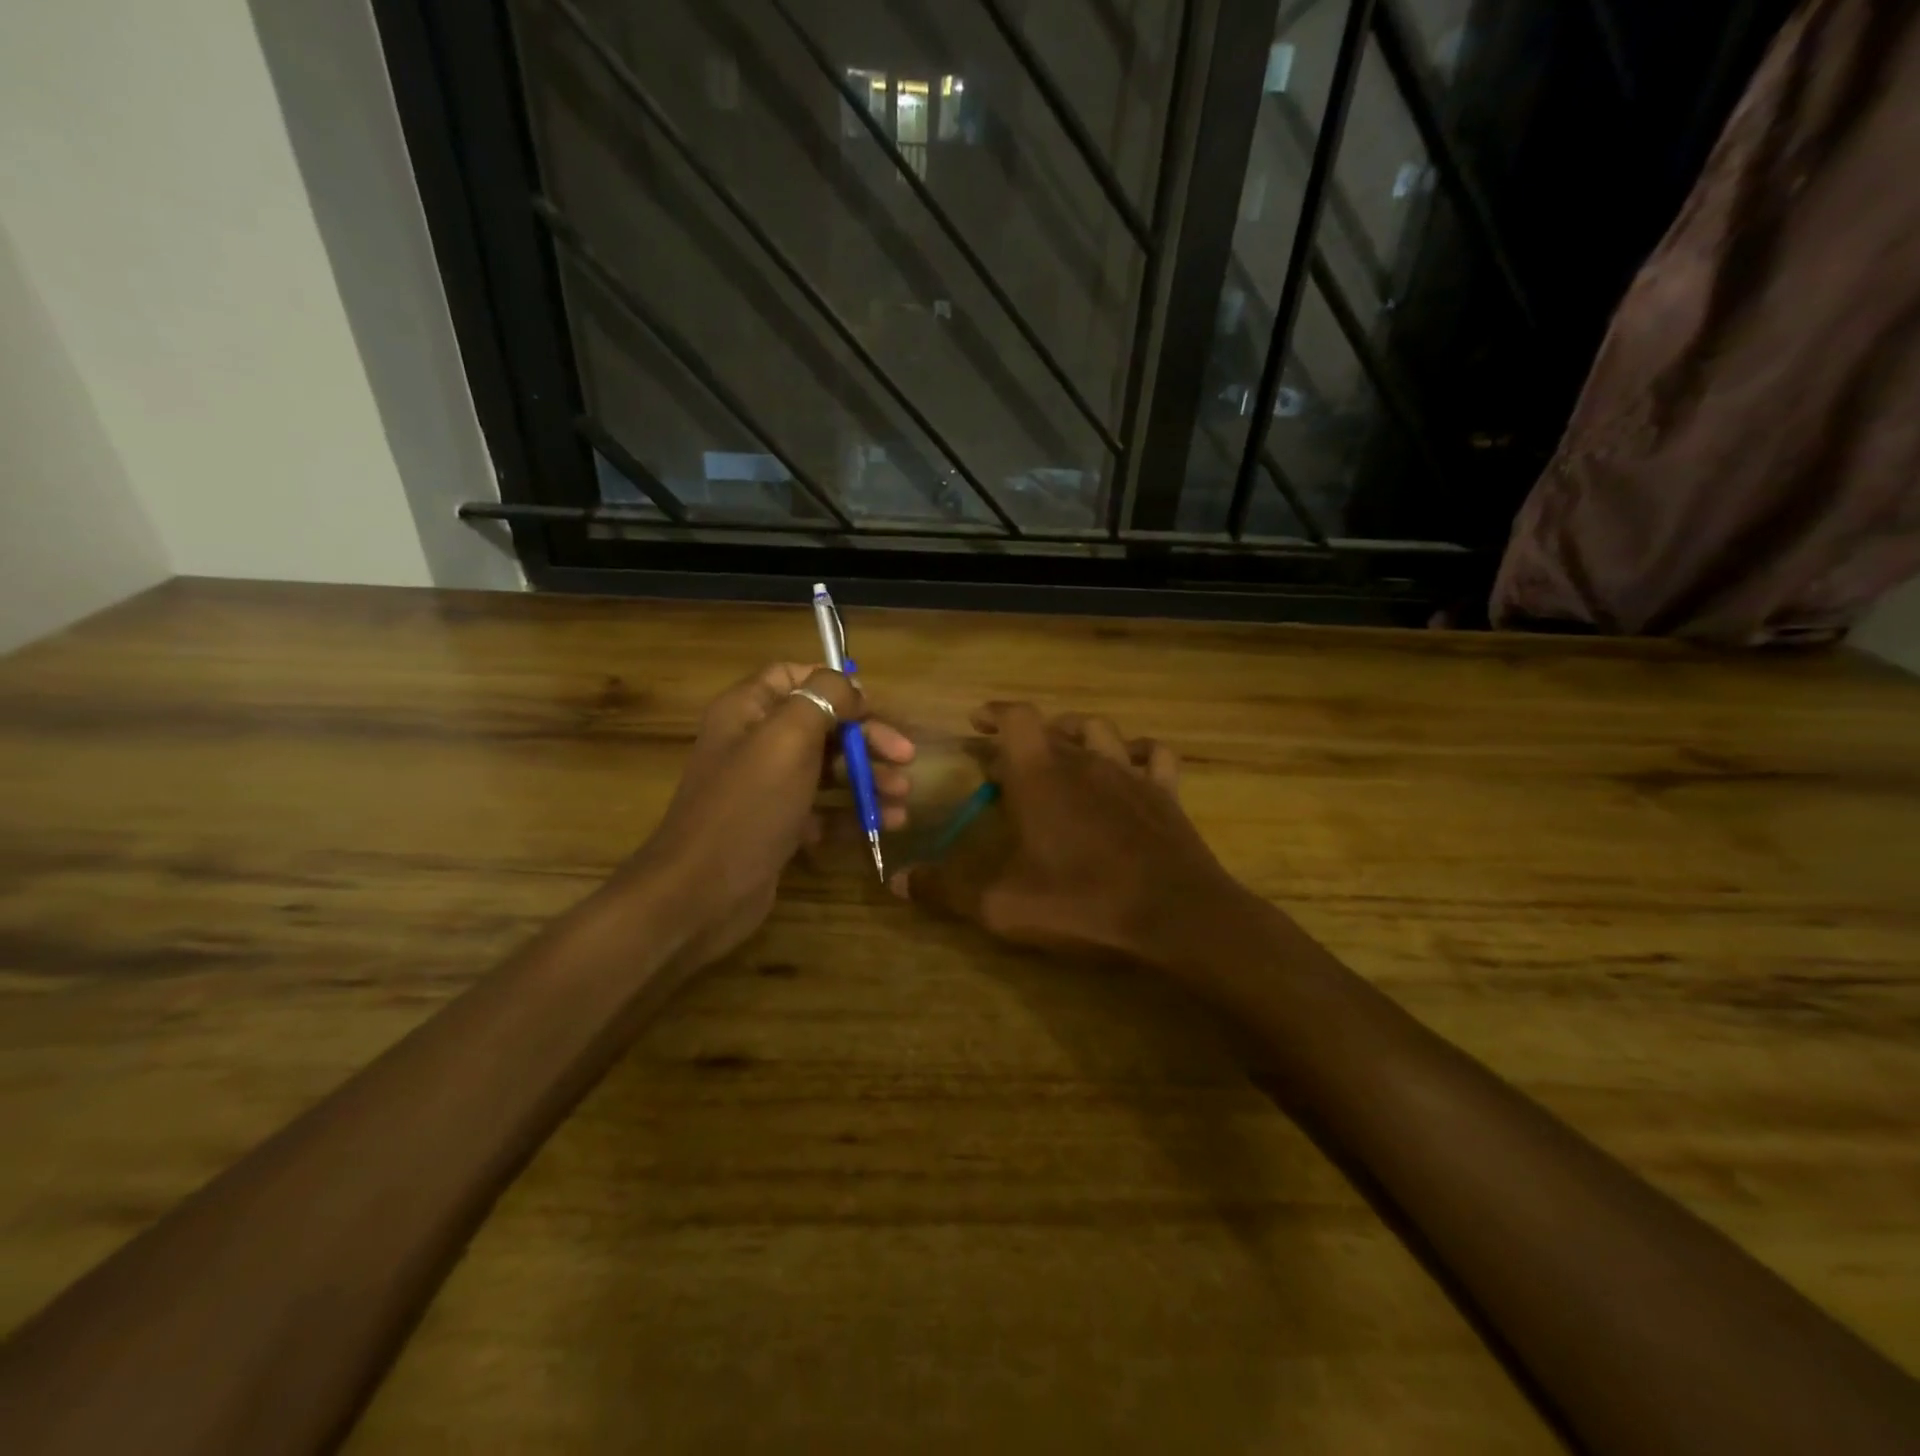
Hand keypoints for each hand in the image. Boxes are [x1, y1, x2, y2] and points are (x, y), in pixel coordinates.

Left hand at [622, 663, 913, 968]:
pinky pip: (824, 810)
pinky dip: (854, 813)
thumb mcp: (786, 739)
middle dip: (866, 739)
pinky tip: (887, 824)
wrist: (702, 893)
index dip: (833, 685)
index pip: (792, 676)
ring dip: (868, 778)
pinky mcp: (779, 827)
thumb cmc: (748, 806)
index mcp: (748, 711)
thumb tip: (849, 685)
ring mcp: (767, 788)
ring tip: (903, 797)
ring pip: (827, 770)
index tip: (870, 706)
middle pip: (821, 726)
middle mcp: (756, 743)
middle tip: (906, 757)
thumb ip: (821, 698)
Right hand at [890, 702, 1244, 965]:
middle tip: (1008, 760)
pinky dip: (1137, 752)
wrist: (1174, 917)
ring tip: (1063, 751)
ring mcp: (1129, 772)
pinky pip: (1153, 754)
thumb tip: (898, 880)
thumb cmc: (1081, 903)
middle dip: (1025, 736)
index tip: (977, 721)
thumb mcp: (1001, 905)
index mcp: (1040, 775)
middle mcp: (1084, 759)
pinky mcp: (1165, 792)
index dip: (994, 712)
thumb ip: (947, 889)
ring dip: (1076, 734)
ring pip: (1100, 730)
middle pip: (1052, 727)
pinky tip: (1129, 764)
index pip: (1015, 717)